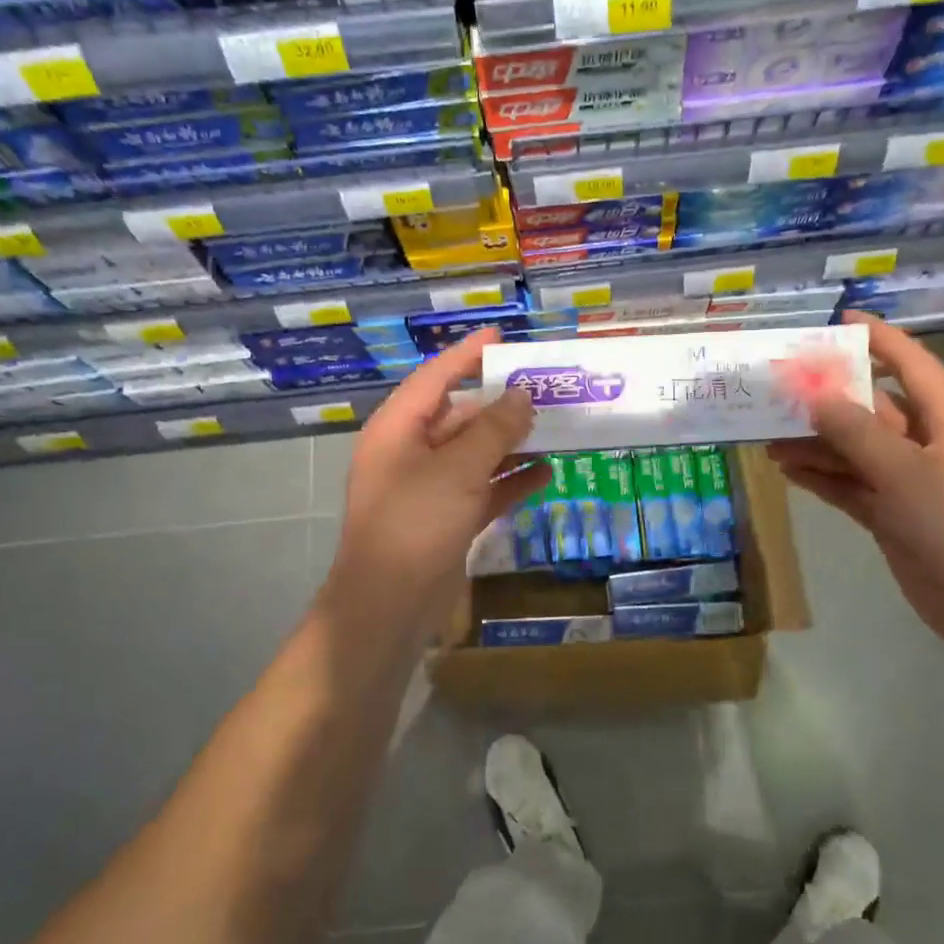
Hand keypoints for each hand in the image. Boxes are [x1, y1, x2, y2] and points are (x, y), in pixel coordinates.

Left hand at [321, 328, 547, 646]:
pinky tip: (547, 473)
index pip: (435, 378)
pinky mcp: (446, 521)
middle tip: (545, 389)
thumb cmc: (415, 523)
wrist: (388, 606)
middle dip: (500, 404)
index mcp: (398, 429)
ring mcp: (428, 489)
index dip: (467, 355)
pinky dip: (510, 481)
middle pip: (459, 416)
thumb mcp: (458, 469)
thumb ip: (494, 429)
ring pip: (474, 455)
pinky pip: (482, 490)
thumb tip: (522, 395)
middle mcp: (410, 453)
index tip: (501, 336)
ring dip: (511, 443)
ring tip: (555, 427)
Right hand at [767, 312, 943, 676]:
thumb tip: (819, 399)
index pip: (911, 364)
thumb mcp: (900, 467)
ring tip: (770, 437)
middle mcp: (930, 444)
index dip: (880, 339)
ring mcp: (911, 482)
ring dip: (818, 444)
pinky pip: (853, 485)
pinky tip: (788, 471)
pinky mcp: (894, 515)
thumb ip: (855, 430)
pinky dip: (824, 477)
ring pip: (857, 450)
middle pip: (875, 410)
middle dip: (830, 401)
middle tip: (784, 389)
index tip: (842, 320)